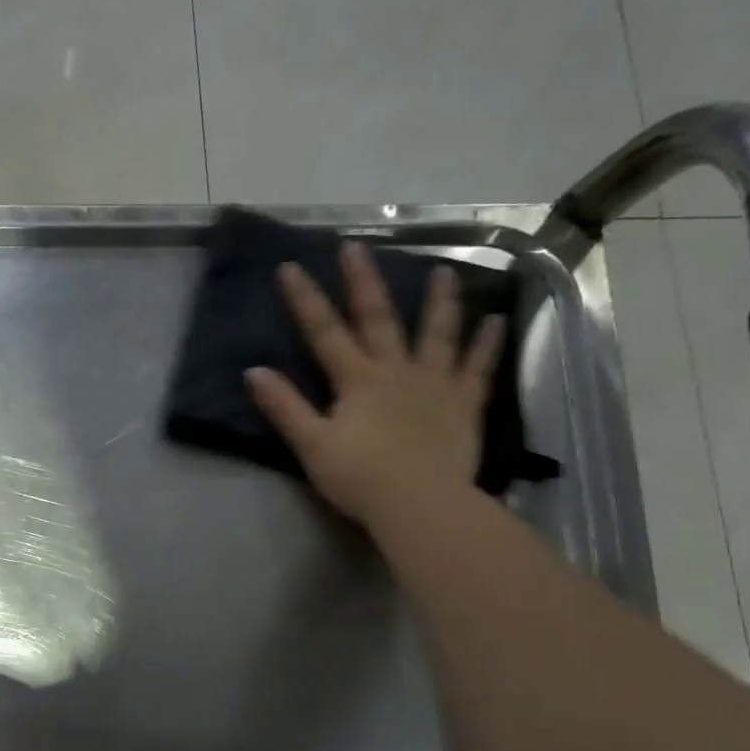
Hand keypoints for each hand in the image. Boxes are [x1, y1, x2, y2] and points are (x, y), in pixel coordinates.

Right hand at [245, 242, 504, 526]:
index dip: (305, 300)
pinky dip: (487, 344)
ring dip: (439, 300)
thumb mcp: (312, 444)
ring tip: (443, 270)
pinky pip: (478, 368)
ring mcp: (435, 383)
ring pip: (437, 333)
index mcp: (357, 380)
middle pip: (378, 319)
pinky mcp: (464, 403)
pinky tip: (496, 320)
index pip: (324, 332)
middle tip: (357, 246)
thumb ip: (284, 407)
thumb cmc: (360, 477)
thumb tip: (253, 372)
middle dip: (363, 282)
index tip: (290, 267)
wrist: (420, 503)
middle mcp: (396, 370)